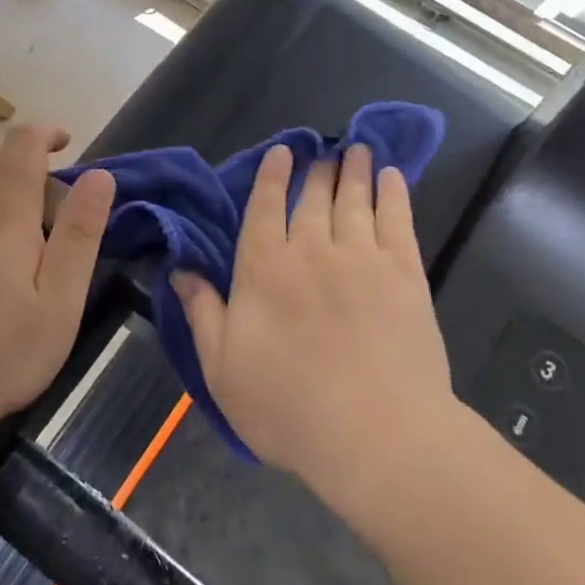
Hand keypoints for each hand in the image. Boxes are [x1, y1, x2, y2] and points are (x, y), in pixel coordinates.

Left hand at [0, 124, 115, 422]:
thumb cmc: (3, 350)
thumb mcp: (62, 299)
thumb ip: (80, 233)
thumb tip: (100, 175)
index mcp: (4, 214)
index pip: (21, 144)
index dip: (45, 133)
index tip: (66, 144)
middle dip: (17, 151)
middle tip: (43, 188)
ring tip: (8, 206)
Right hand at [174, 144, 452, 505]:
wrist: (376, 435)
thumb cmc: (288, 408)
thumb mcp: (222, 368)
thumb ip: (203, 312)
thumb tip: (179, 270)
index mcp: (264, 270)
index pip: (263, 209)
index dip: (271, 177)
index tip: (281, 152)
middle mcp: (311, 251)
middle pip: (311, 199)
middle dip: (315, 171)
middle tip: (322, 150)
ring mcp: (362, 259)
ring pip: (354, 201)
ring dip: (353, 171)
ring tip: (355, 149)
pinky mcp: (405, 275)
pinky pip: (397, 220)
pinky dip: (393, 193)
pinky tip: (391, 177)